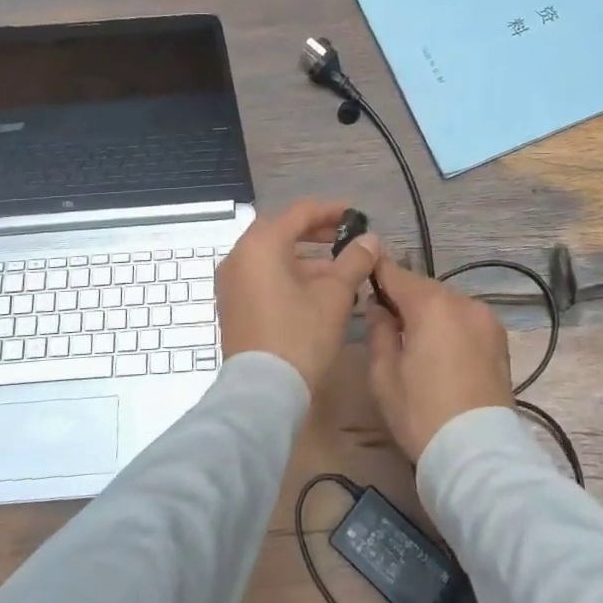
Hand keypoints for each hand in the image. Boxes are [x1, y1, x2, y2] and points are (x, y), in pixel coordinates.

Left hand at [215, 199, 381, 391]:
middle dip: (317, 233)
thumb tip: (370, 240)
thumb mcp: (335, 295)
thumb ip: (354, 260)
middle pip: (282, 231)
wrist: (263, 392)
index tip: (357, 216)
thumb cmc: (300, 335)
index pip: (300, 212)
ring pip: (273, 255)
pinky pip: (263, 275)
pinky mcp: (232, 303)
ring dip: (305, 257)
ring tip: (340, 269)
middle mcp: (239, 255)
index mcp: (261, 244)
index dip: (331, 210)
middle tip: (348, 239)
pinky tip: (316, 290)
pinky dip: (288, 274)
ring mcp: (231, 281)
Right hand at [366, 257, 513, 462]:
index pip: (396, 273)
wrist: (478, 454)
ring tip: (414, 339)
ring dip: (428, 312)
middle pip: (423, 288)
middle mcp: (463, 302)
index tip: (362, 270)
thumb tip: (379, 307)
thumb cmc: (422, 413)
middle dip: (403, 297)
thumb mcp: (383, 374)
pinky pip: (465, 320)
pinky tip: (440, 350)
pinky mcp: (499, 340)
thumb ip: (378, 330)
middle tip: (384, 318)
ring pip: (447, 303)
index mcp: (431, 305)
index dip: (377, 270)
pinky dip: (449, 325)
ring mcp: (486, 319)